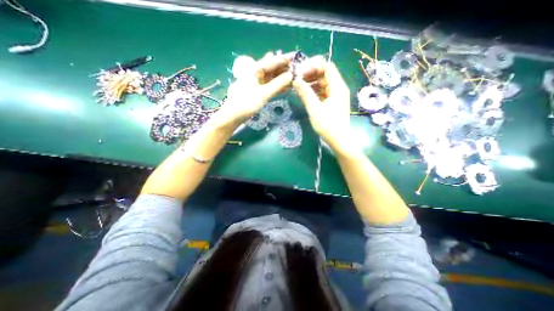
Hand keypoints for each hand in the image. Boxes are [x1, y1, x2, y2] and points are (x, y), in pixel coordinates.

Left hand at [214, 52, 296, 125]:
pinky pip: (269, 85)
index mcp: (255, 69)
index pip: (273, 61)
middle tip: (299, 68)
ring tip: (295, 76)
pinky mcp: (257, 90)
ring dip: (282, 76)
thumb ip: (278, 84)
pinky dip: (277, 85)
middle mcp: (255, 73)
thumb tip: (291, 76)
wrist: (233, 116)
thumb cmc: (246, 104)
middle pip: (272, 67)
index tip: (298, 57)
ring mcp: (256, 82)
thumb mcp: (263, 94)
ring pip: (272, 76)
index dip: (285, 59)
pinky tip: (286, 85)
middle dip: (285, 67)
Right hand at [291, 57, 351, 152]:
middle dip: (311, 73)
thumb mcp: (314, 109)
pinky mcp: (333, 102)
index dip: (313, 66)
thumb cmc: (328, 125)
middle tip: (297, 79)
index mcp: (337, 87)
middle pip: (325, 73)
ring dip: (311, 82)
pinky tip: (305, 94)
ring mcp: (336, 95)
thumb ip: (305, 93)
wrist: (339, 140)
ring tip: (299, 86)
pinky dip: (314, 90)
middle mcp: (338, 88)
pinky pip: (323, 91)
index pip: (327, 66)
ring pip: (323, 82)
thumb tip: (296, 80)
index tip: (300, 72)